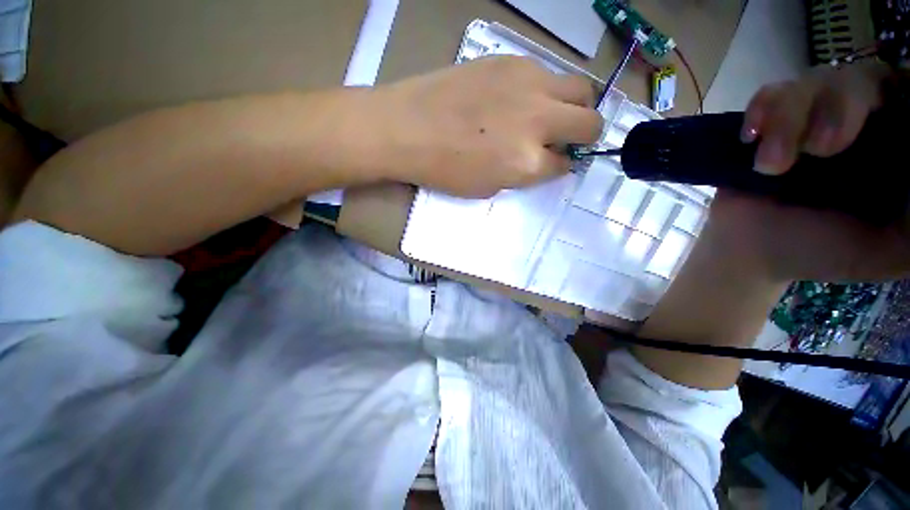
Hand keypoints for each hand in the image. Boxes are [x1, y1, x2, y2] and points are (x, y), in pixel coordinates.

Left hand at [368, 56, 603, 197]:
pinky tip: (521, 98)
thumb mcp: (487, 187)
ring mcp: (529, 85)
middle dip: (585, 134)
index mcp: (528, 162)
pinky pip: (547, 74)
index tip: (557, 163)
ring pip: (580, 89)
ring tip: (551, 115)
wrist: (407, 128)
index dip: (563, 166)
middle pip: (590, 122)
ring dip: (574, 106)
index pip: (566, 164)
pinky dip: (545, 90)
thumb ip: (521, 174)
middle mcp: (538, 121)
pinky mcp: (512, 61)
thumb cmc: (443, 169)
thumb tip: (542, 161)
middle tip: (567, 138)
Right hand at [706, 61, 909, 283]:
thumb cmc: (825, 252)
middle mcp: (861, 123)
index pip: (909, 97)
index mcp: (896, 148)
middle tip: (821, 149)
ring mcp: (812, 119)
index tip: (888, 120)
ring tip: (770, 166)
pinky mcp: (772, 124)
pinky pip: (772, 92)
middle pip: (865, 78)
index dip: (904, 95)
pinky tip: (750, 137)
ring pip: (816, 80)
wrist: (754, 253)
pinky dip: (763, 108)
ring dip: (790, 119)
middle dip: (842, 105)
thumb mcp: (892, 251)